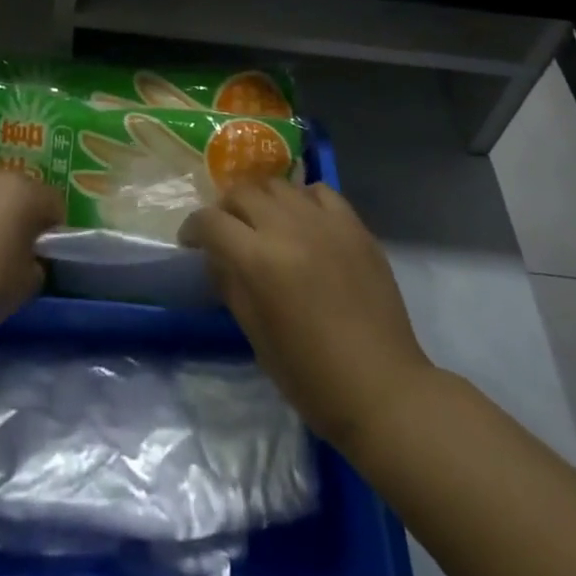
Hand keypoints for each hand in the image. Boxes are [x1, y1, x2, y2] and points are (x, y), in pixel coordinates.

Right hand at [181, 178, 430, 450]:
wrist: (383, 390)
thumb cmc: (312, 377)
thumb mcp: (256, 336)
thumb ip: (230, 284)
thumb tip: (215, 256)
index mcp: (259, 260)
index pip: (211, 221)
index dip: (194, 228)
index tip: (191, 241)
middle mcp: (289, 228)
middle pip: (242, 193)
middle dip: (225, 209)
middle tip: (226, 231)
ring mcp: (325, 222)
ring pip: (278, 185)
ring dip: (262, 200)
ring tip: (264, 223)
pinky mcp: (355, 226)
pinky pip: (319, 192)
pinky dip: (302, 199)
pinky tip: (303, 221)